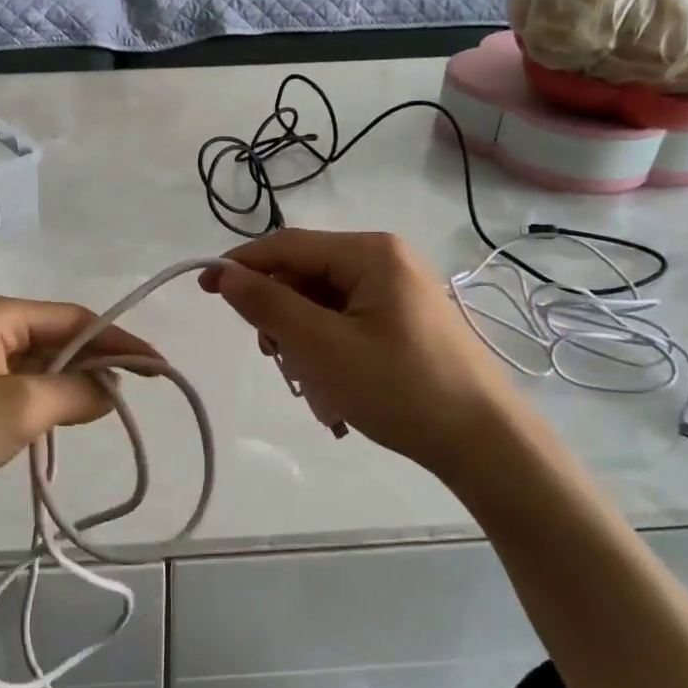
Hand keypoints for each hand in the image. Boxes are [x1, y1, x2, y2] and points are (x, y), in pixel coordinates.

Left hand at [0, 294, 158, 539]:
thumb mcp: (18, 410)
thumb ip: (74, 394)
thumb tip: (109, 390)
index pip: (73, 319)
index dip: (118, 341)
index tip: (157, 366)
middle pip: (55, 337)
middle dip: (94, 363)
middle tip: (134, 392)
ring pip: (35, 363)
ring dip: (68, 383)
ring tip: (104, 408)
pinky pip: (14, 384)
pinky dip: (41, 398)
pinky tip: (59, 418)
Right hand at [200, 230, 514, 484]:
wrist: (484, 442)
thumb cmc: (400, 388)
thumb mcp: (322, 347)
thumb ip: (269, 305)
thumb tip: (226, 275)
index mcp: (370, 253)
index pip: (287, 245)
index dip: (241, 264)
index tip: (203, 289)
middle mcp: (386, 260)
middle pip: (306, 275)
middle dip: (281, 316)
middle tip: (274, 360)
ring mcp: (399, 292)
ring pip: (324, 304)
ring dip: (304, 340)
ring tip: (311, 385)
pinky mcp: (406, 321)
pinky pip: (348, 323)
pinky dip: (329, 351)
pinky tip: (335, 390)